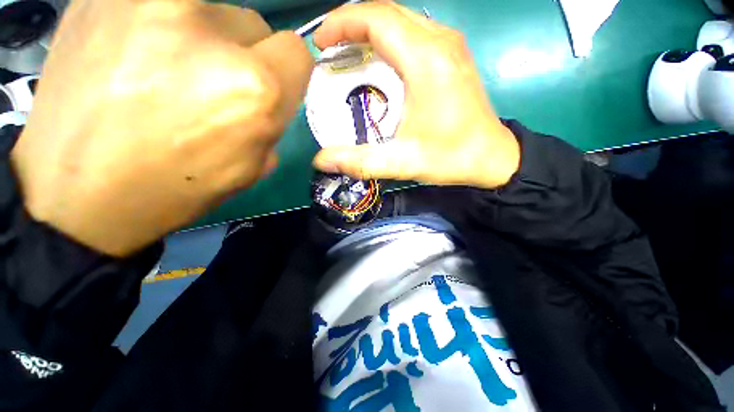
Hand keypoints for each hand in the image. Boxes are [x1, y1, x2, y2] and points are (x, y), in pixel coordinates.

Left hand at [11, 0, 312, 256]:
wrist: (76, 195)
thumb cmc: (175, 187)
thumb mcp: (251, 167)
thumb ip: (274, 121)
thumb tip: (274, 91)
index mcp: (253, 89)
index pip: (296, 52)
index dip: (287, 72)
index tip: (269, 87)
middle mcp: (209, 33)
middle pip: (255, 26)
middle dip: (246, 57)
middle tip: (212, 86)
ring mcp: (148, 2)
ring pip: (211, 11)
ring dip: (203, 41)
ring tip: (166, 73)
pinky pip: (161, 5)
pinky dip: (161, 29)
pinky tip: (135, 60)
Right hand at [312, 1, 519, 189]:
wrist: (491, 158)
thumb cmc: (451, 157)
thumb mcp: (403, 162)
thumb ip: (362, 161)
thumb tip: (323, 161)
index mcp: (426, 60)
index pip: (377, 18)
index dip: (342, 23)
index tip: (321, 44)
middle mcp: (440, 42)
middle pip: (387, 13)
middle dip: (352, 25)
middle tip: (331, 51)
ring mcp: (450, 47)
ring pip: (401, 21)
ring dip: (370, 32)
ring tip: (349, 56)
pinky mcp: (452, 58)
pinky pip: (414, 35)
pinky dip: (389, 42)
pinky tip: (380, 64)